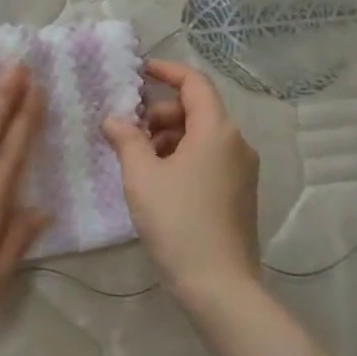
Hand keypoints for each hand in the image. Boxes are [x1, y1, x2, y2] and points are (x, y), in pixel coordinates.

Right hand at [103, 58, 260, 306]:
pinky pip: (208, 159)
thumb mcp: (142, 176)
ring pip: (201, 137)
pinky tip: (157, 181)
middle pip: (196, 110)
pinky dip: (182, 158)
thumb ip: (127, 139)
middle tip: (127, 131)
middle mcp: (237, 143)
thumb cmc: (177, 222)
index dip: (166, 71)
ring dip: (168, 138)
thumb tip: (115, 119)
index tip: (139, 71)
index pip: (194, 83)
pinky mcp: (239, 193)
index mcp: (217, 130)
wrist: (218, 284)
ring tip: (137, 161)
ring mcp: (242, 170)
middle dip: (159, 114)